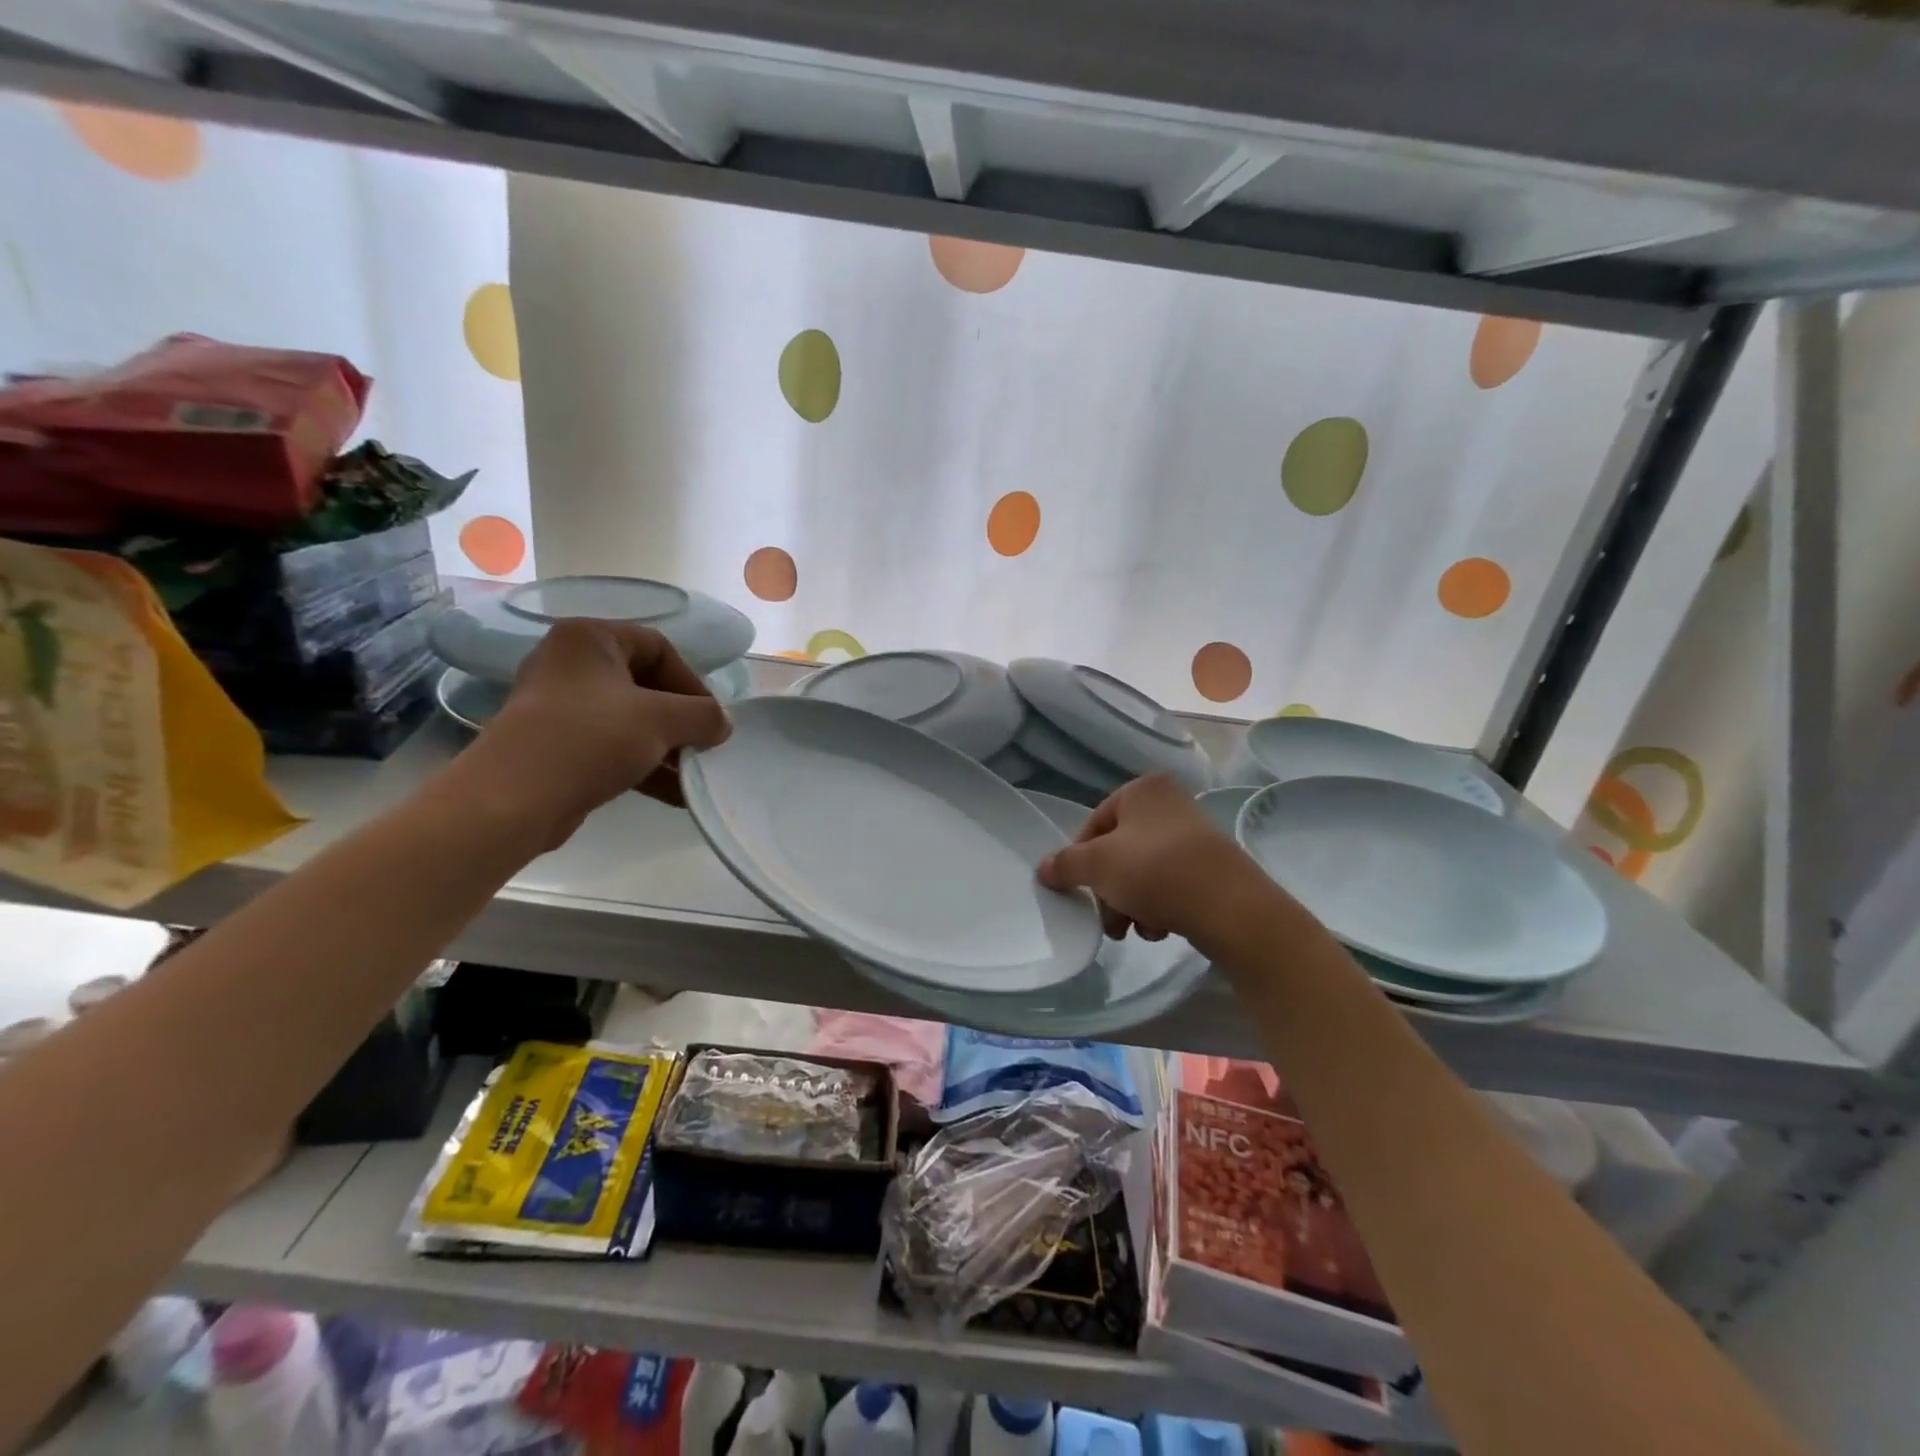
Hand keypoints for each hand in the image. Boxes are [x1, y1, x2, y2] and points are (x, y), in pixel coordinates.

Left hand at [463, 619, 732, 846]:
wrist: (513, 799)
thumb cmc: (591, 738)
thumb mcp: (661, 720)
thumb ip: (703, 715)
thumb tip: (722, 724)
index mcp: (590, 640)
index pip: (658, 647)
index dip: (692, 681)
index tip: (710, 717)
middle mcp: (571, 664)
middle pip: (646, 685)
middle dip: (681, 720)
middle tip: (704, 746)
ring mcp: (560, 707)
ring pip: (631, 720)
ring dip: (667, 747)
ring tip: (694, 775)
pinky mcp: (556, 745)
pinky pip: (612, 747)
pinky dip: (644, 765)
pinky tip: (675, 793)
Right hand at [1037, 775, 1268, 945]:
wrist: (1231, 907)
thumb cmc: (1155, 871)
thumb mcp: (1097, 866)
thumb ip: (1065, 865)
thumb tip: (1043, 868)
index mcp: (1143, 789)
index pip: (1094, 824)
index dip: (1080, 860)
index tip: (1080, 891)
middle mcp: (1170, 804)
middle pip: (1119, 851)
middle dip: (1109, 890)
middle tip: (1110, 922)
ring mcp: (1194, 835)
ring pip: (1143, 871)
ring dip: (1131, 903)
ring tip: (1137, 930)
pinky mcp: (1212, 866)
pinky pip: (1171, 884)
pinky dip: (1159, 906)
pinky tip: (1161, 928)